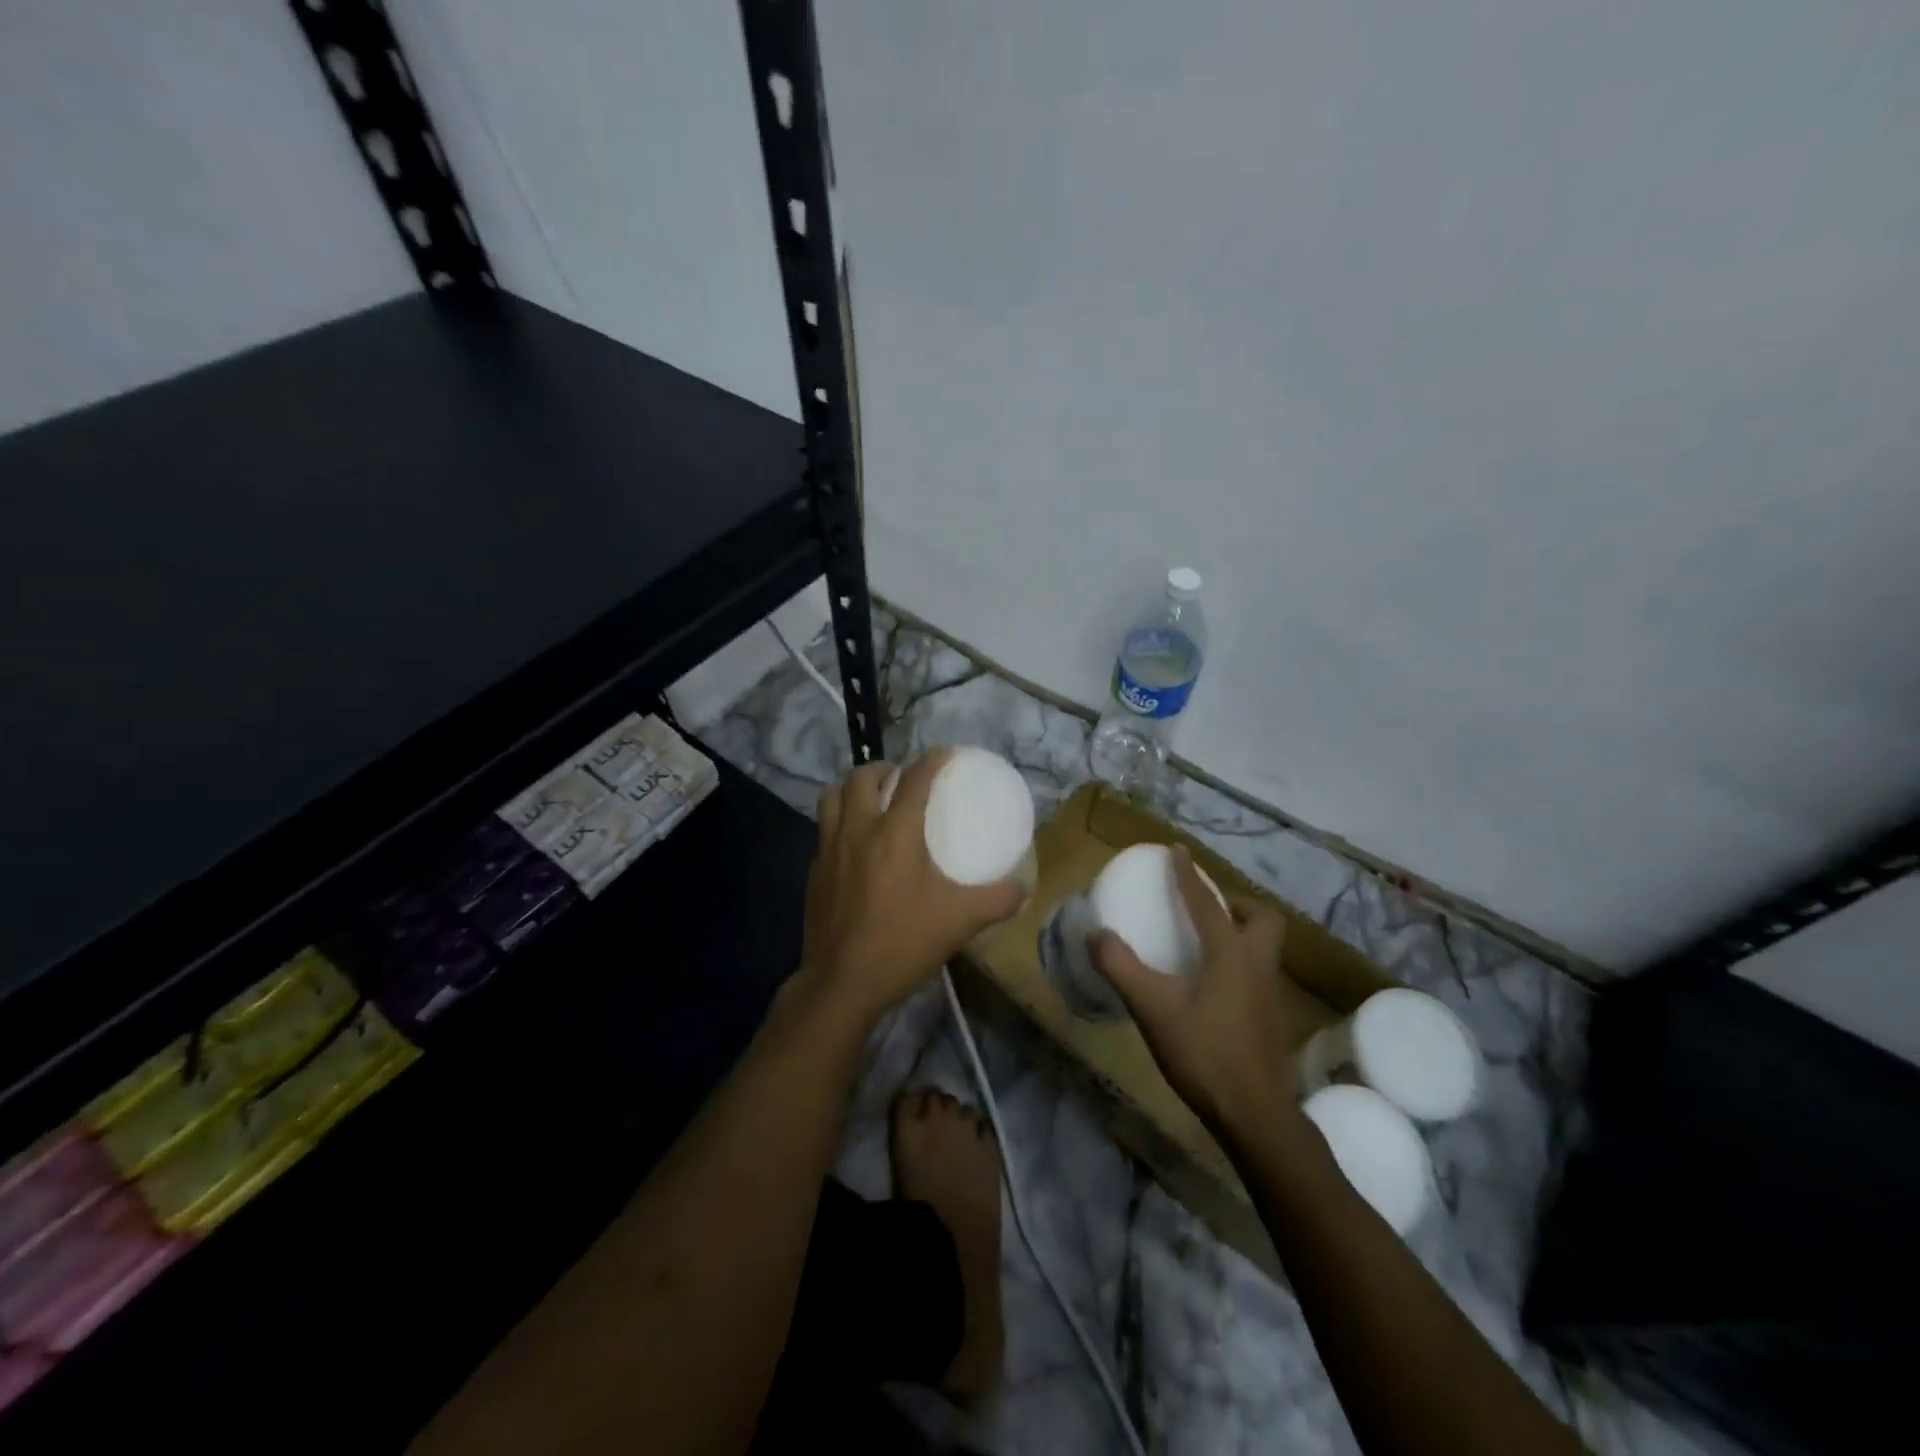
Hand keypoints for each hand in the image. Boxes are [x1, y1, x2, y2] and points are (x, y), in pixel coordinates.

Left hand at [799, 750, 1024, 1024]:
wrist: (842, 982)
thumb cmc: (903, 943)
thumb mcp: (961, 921)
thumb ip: (997, 900)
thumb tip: (1024, 889)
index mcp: (895, 832)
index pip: (915, 780)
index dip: (932, 760)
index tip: (944, 754)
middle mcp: (858, 830)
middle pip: (862, 776)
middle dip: (883, 768)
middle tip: (900, 779)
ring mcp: (829, 849)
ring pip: (831, 796)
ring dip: (852, 789)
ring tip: (871, 800)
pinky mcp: (813, 872)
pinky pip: (823, 829)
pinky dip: (839, 821)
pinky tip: (854, 845)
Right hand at [1089, 847, 1296, 1136]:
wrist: (1255, 1115)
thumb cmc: (1205, 1054)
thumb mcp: (1153, 1009)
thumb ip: (1122, 968)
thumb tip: (1096, 934)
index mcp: (1232, 954)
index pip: (1208, 903)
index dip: (1189, 875)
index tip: (1177, 851)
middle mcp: (1258, 965)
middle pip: (1261, 919)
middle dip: (1235, 905)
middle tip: (1204, 908)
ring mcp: (1269, 993)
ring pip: (1263, 946)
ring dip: (1238, 932)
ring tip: (1203, 941)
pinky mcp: (1269, 1017)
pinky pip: (1256, 970)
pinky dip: (1237, 960)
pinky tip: (1209, 984)